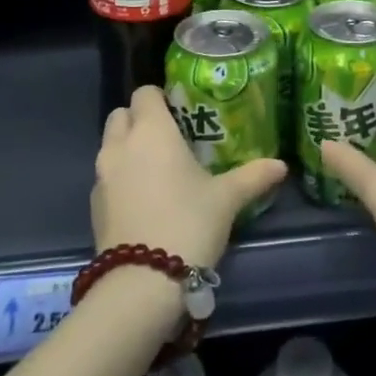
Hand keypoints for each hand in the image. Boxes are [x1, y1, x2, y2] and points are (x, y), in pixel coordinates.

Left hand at [93, 86, 286, 269]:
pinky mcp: (94, 204)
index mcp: (151, 130)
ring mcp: (102, 175)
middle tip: (169, 139)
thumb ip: (253, 176)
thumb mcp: (227, 199)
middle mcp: (121, 144)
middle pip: (122, 115)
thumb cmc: (188, 223)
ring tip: (158, 171)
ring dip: (128, 149)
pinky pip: (106, 177)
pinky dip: (121, 178)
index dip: (161, 98)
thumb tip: (281, 165)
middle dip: (140, 120)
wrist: (142, 283)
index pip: (145, 92)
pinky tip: (144, 200)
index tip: (180, 112)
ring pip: (111, 145)